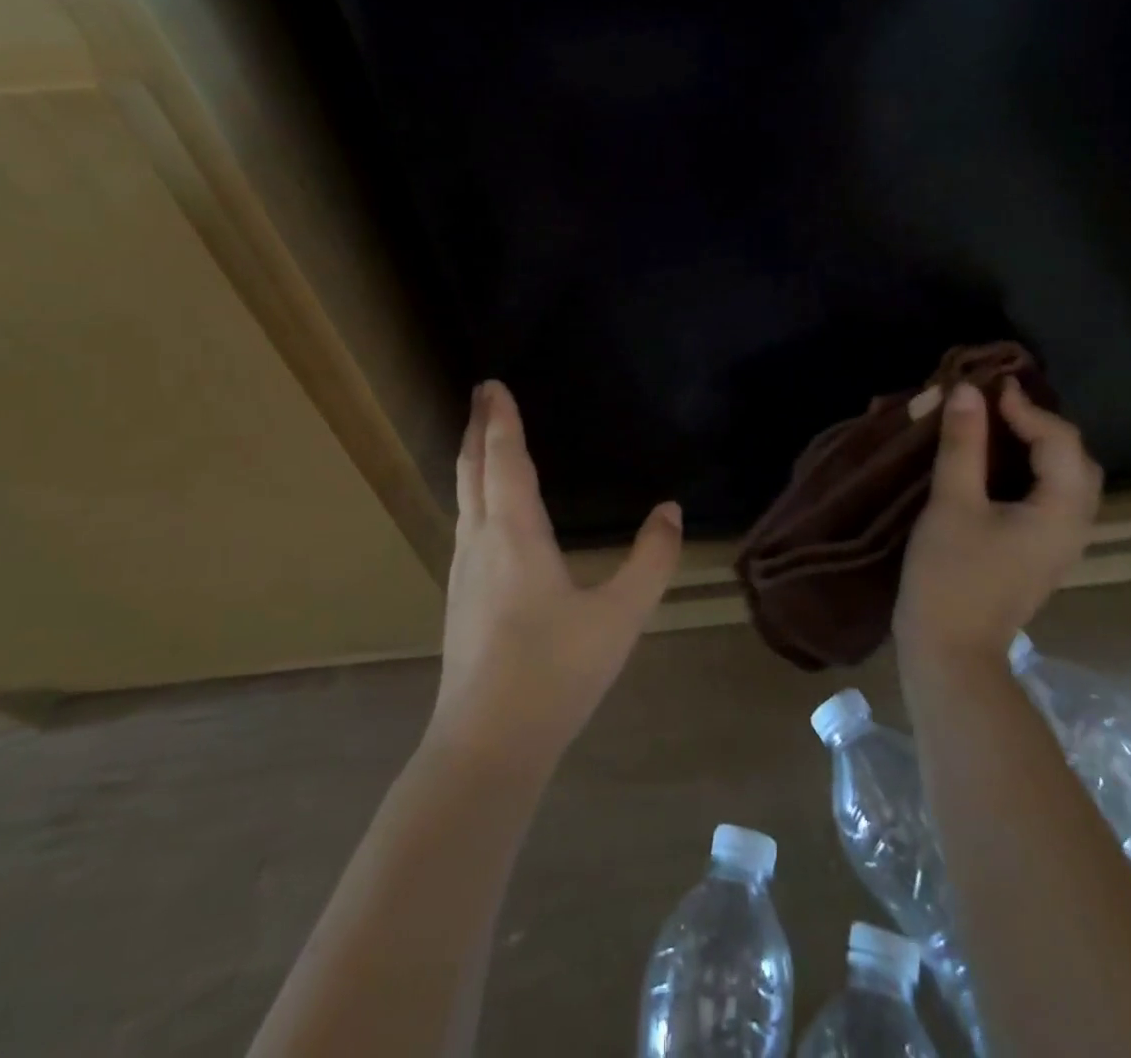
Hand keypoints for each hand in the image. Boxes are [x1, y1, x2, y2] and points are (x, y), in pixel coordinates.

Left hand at [426, 381, 682, 767]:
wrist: (487, 745)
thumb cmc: (555, 672)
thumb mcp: (620, 616)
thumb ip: (652, 560)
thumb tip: (671, 511)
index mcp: (514, 534)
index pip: (503, 460)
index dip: (500, 420)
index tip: (493, 384)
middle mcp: (480, 542)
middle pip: (472, 471)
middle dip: (476, 428)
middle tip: (481, 395)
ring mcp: (463, 572)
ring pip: (463, 498)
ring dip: (471, 460)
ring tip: (480, 440)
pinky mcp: (459, 598)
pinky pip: (465, 524)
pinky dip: (473, 494)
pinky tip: (485, 511)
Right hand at [895, 377, 1103, 665]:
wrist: (950, 652)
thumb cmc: (950, 575)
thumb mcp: (952, 502)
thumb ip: (963, 443)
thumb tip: (967, 391)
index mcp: (1061, 512)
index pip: (1061, 441)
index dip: (1027, 408)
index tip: (988, 387)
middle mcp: (1073, 526)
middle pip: (1076, 460)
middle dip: (1042, 425)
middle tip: (998, 406)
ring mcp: (1059, 545)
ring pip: (1064, 481)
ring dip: (1037, 448)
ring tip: (996, 428)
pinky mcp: (1039, 555)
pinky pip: (1049, 499)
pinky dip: (1029, 472)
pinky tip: (995, 468)